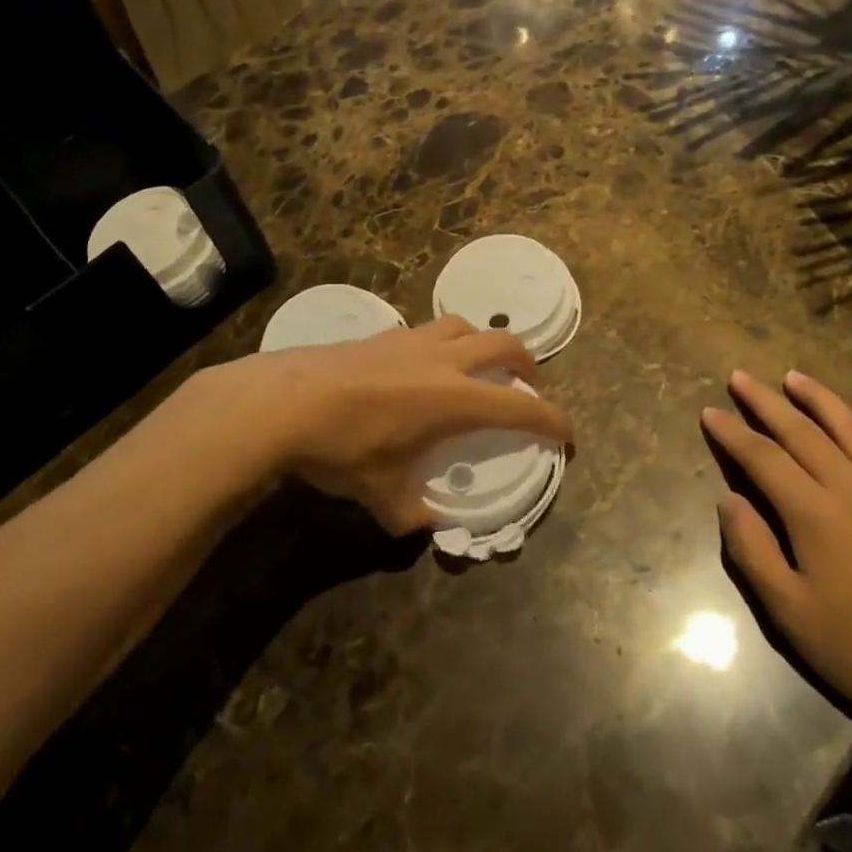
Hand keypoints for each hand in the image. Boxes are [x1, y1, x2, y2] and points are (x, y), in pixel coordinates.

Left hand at [200, 317, 570, 533]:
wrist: (285, 401)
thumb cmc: (342, 448)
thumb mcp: (380, 494)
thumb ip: (409, 513)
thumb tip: (423, 525)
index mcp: (455, 399)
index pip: (521, 407)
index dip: (552, 420)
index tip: (567, 435)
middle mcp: (443, 360)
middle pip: (503, 343)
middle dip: (526, 363)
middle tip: (527, 384)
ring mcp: (411, 340)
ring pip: (465, 326)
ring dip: (482, 342)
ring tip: (476, 365)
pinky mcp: (382, 334)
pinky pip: (427, 329)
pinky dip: (442, 342)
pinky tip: (421, 366)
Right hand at [704, 369, 851, 738]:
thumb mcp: (787, 609)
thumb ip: (751, 548)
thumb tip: (728, 499)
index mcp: (814, 513)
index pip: (762, 457)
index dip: (731, 432)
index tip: (709, 411)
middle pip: (801, 432)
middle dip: (765, 401)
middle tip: (740, 377)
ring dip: (820, 399)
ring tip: (795, 377)